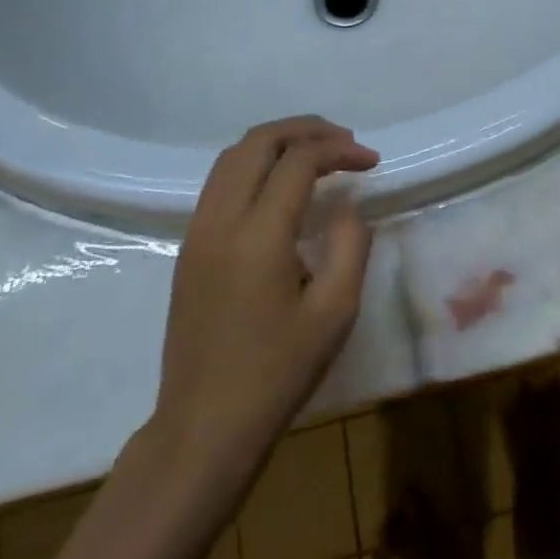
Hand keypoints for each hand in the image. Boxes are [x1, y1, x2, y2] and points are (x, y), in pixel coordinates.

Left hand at [151, 116, 378, 487]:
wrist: (203, 429)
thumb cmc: (276, 374)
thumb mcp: (335, 313)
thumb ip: (351, 245)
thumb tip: (347, 205)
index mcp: (258, 235)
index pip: (299, 161)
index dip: (339, 150)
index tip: (371, 161)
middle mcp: (220, 220)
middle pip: (259, 141)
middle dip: (306, 129)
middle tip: (343, 141)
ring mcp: (197, 231)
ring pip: (233, 155)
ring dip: (277, 142)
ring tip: (316, 152)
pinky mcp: (188, 246)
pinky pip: (220, 180)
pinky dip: (255, 163)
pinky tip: (281, 183)